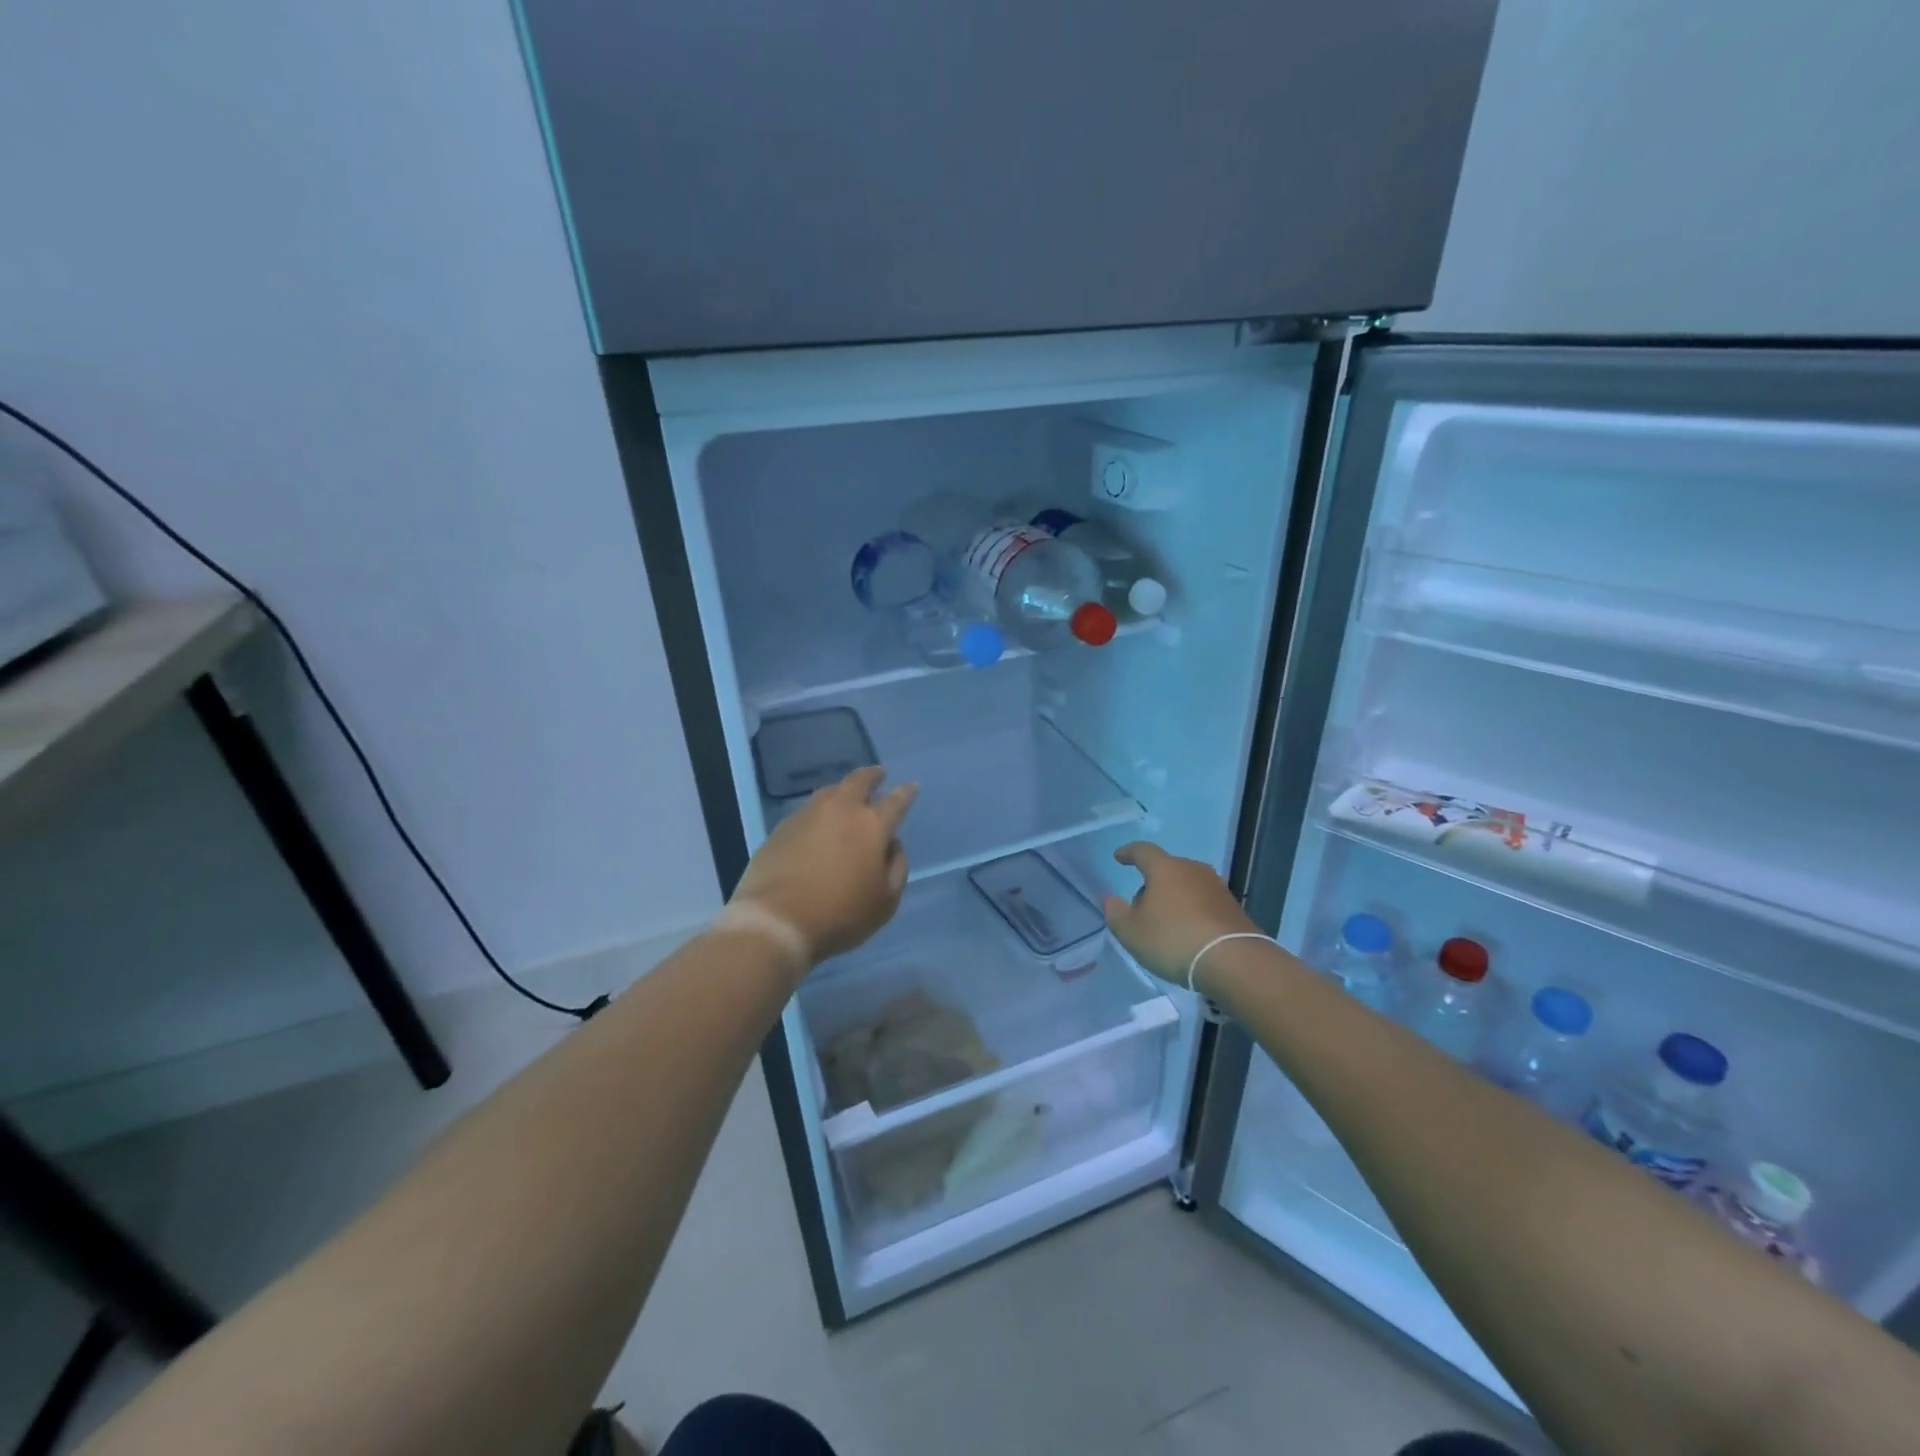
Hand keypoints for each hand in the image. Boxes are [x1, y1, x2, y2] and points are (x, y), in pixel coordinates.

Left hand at [731, 766, 917, 969]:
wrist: (777, 920)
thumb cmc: (841, 914)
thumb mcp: (885, 901)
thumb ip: (897, 868)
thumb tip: (892, 845)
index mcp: (871, 825)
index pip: (896, 802)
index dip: (906, 793)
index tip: (911, 786)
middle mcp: (840, 810)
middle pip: (859, 781)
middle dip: (872, 776)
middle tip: (878, 774)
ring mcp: (807, 815)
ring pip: (829, 792)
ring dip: (842, 791)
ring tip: (846, 797)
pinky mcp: (781, 828)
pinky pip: (806, 812)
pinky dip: (818, 813)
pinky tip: (817, 826)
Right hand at [1101, 842, 1258, 984]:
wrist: (1233, 961)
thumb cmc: (1173, 939)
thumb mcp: (1131, 932)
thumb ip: (1116, 913)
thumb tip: (1111, 899)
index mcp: (1165, 868)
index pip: (1143, 851)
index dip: (1129, 852)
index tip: (1119, 857)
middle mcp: (1193, 870)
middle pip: (1167, 869)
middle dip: (1152, 882)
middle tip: (1141, 905)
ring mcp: (1217, 887)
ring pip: (1187, 886)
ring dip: (1175, 898)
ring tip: (1166, 922)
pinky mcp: (1234, 908)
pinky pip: (1204, 903)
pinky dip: (1193, 912)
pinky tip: (1189, 933)